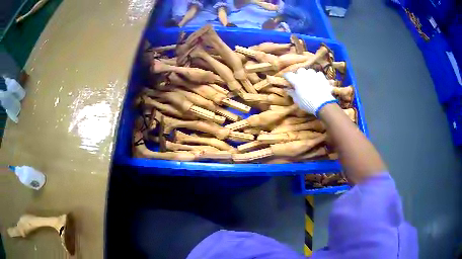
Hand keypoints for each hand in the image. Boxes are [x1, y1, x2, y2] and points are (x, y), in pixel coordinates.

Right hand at [284, 68, 335, 115]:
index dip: (286, 77)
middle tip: (299, 81)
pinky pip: (318, 74)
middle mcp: (304, 75)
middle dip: (298, 74)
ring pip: (309, 71)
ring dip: (308, 74)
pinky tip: (317, 81)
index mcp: (296, 80)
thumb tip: (287, 89)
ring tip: (309, 80)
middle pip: (299, 70)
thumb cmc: (307, 103)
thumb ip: (292, 93)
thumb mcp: (297, 100)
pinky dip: (316, 76)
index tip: (287, 80)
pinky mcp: (321, 77)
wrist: (323, 104)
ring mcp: (313, 74)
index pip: (288, 75)